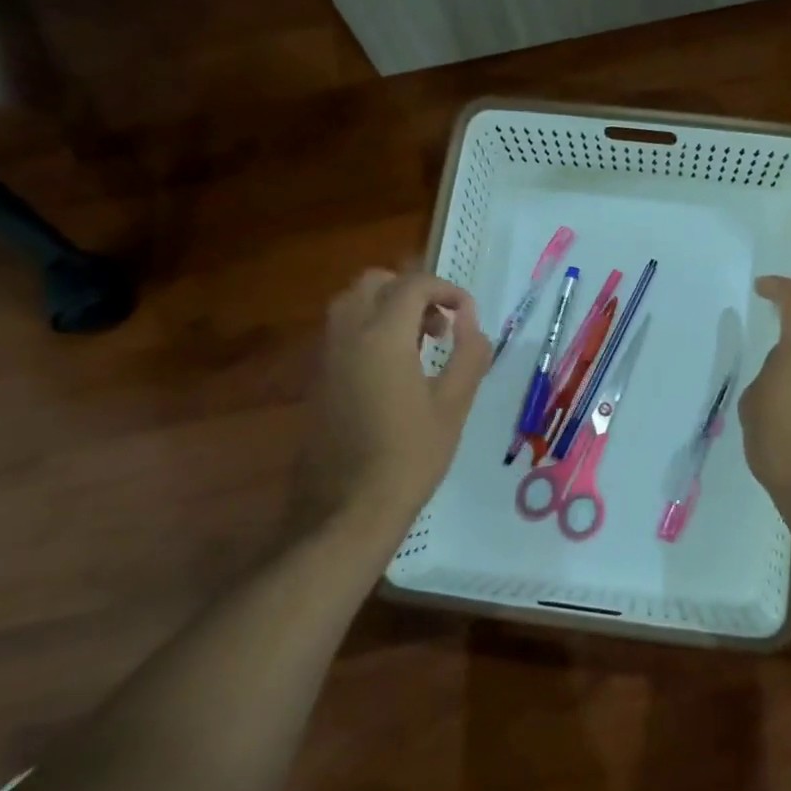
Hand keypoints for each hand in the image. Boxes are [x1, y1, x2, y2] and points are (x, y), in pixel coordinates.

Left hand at [297, 268, 491, 524]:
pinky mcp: (317, 378)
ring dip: (387, 307)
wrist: (348, 508)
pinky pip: (341, 331)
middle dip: (412, 291)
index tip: (467, 314)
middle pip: (375, 282)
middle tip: (439, 326)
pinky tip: (392, 369)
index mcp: (383, 336)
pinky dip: (369, 329)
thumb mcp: (454, 405)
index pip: (413, 284)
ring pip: (352, 303)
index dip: (446, 290)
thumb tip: (472, 322)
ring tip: (418, 344)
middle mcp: (348, 335)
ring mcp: (326, 356)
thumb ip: (468, 354)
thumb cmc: (410, 456)